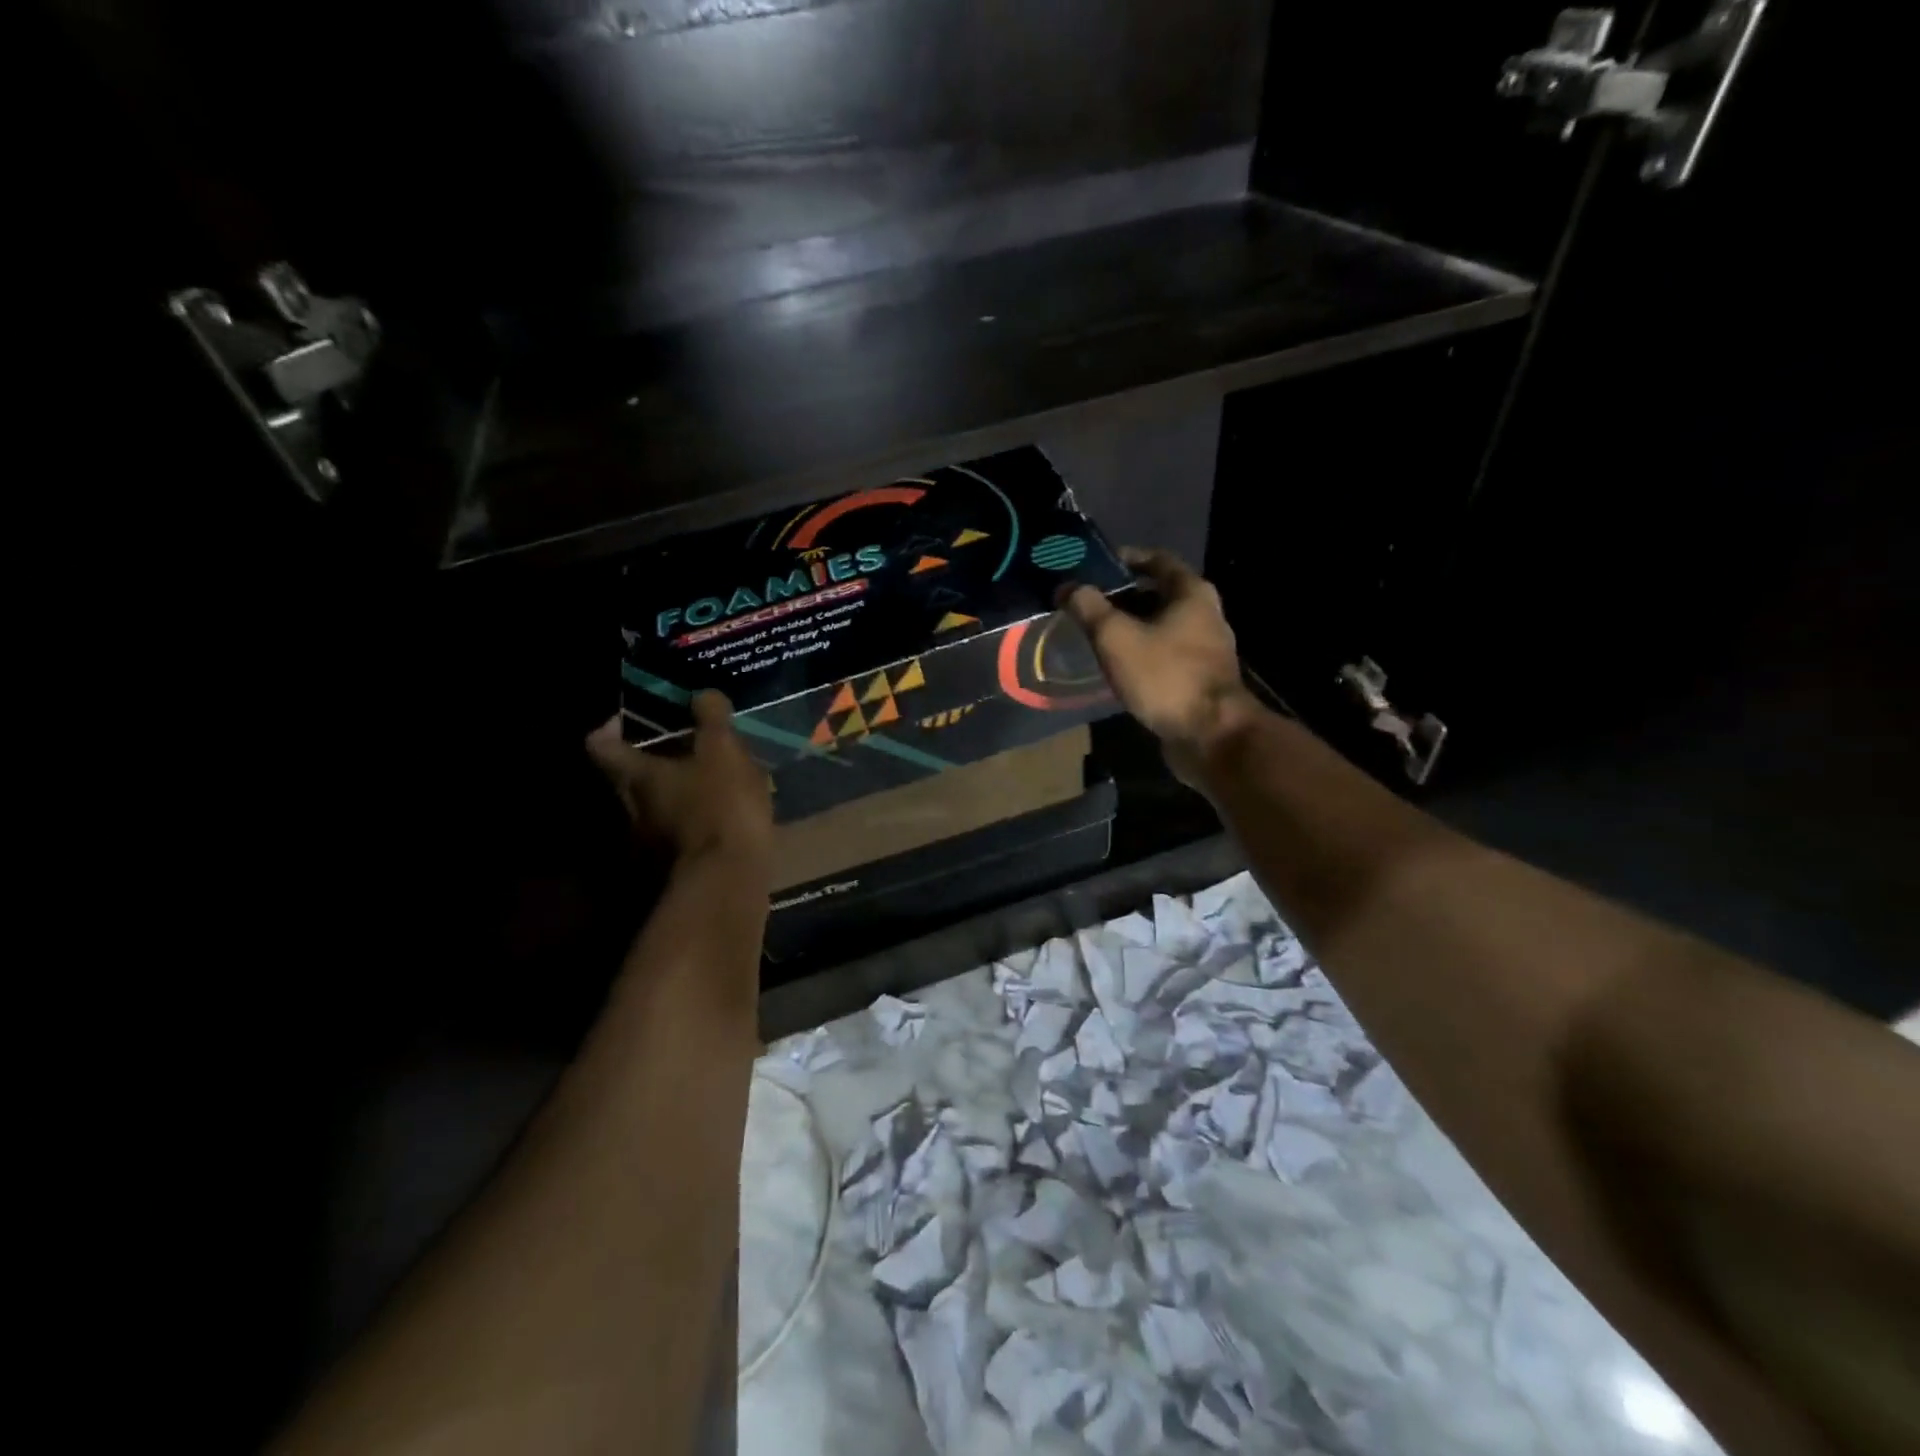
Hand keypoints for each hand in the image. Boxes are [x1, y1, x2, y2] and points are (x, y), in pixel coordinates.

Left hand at [585, 692, 773, 866]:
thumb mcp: (723, 751)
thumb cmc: (720, 805)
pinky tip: (723, 809)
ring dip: (674, 787)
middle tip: (680, 740)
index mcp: (637, 776)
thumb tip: (702, 694)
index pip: (602, 745)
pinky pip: (678, 827)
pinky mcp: (676, 862)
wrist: (730, 878)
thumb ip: (711, 719)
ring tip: (709, 774)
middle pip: (627, 776)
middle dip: (650, 757)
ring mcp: (651, 840)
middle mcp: (633, 808)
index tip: (631, 717)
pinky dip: (693, 814)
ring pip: (655, 803)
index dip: (611, 727)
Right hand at [1062, 547, 1255, 781]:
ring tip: (1098, 635)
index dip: (1126, 558)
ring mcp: (1207, 649)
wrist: (1210, 735)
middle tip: (1089, 603)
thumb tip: (1067, 587)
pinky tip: (1120, 666)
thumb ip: (1089, 608)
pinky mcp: (1201, 678)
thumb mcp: (1116, 637)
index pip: (1157, 560)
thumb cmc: (1165, 676)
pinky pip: (1166, 655)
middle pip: (1160, 594)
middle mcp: (1205, 614)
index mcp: (1191, 593)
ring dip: (1133, 627)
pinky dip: (1143, 653)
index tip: (1096, 566)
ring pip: (1163, 626)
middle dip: (1124, 597)